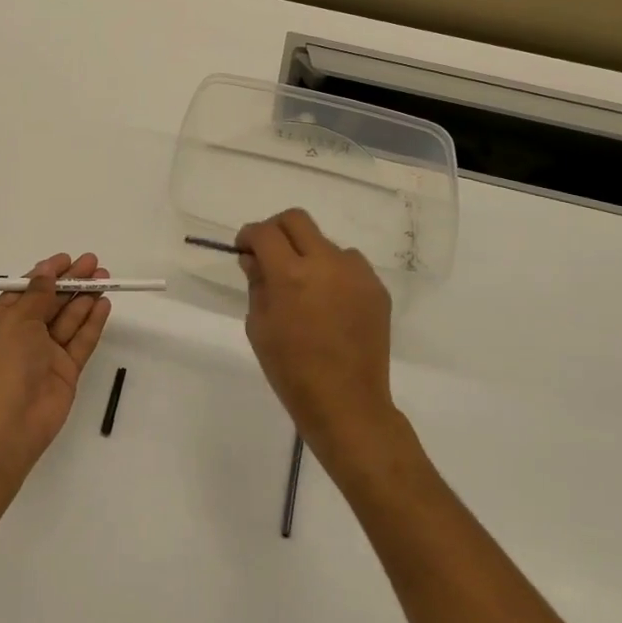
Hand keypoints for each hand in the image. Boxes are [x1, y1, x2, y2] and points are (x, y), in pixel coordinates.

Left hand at [0, 252, 111, 465]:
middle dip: (71, 282)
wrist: (10, 421)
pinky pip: (80, 341)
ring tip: (105, 278)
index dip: (46, 274)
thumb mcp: (16, 319)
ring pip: (68, 320)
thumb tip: (47, 271)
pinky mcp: (66, 371)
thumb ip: (37, 294)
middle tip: (94, 264)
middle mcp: (22, 336)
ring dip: (85, 298)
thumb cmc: (4, 362)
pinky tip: (104, 304)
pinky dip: (92, 323)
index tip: (67, 259)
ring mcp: (45, 355)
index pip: (25, 291)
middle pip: (50, 303)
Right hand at [235, 209, 395, 460]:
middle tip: (269, 254)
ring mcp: (357, 274)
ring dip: (309, 253)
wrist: (346, 403)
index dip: (248, 235)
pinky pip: (349, 265)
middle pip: (297, 220)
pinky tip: (329, 303)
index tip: (244, 250)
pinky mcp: (376, 289)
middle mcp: (326, 263)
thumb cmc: (291, 369)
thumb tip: (254, 258)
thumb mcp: (259, 326)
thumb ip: (256, 283)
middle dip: (276, 230)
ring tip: (305, 287)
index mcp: (290, 274)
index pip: (264, 232)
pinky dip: (333, 273)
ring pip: (326, 242)